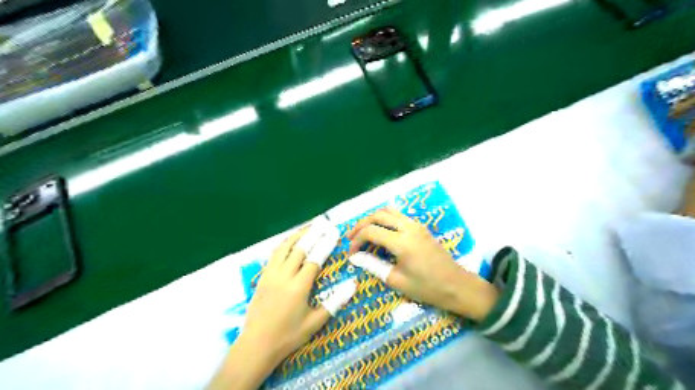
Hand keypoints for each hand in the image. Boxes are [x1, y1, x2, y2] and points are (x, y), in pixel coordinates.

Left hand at [206, 222, 353, 389]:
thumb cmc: (288, 336)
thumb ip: (334, 303)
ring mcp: (270, 275)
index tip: (334, 233)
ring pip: (283, 248)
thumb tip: (352, 285)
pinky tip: (289, 243)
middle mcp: (284, 276)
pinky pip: (273, 255)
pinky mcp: (262, 278)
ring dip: (296, 236)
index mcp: (298, 287)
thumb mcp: (315, 323)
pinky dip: (283, 245)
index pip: (314, 259)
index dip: (325, 244)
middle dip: (313, 234)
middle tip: (323, 224)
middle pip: (299, 249)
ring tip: (307, 228)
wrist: (256, 345)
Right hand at [348, 209, 499, 321]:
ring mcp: (416, 225)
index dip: (357, 240)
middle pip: (378, 215)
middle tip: (351, 237)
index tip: (351, 253)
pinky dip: (385, 219)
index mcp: (402, 242)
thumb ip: (373, 266)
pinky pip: (398, 215)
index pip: (371, 231)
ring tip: (364, 232)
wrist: (456, 285)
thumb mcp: (396, 281)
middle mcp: (409, 227)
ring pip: (389, 211)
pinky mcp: (420, 227)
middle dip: (361, 224)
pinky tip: (381, 232)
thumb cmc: (427, 287)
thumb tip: (356, 258)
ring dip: (373, 219)